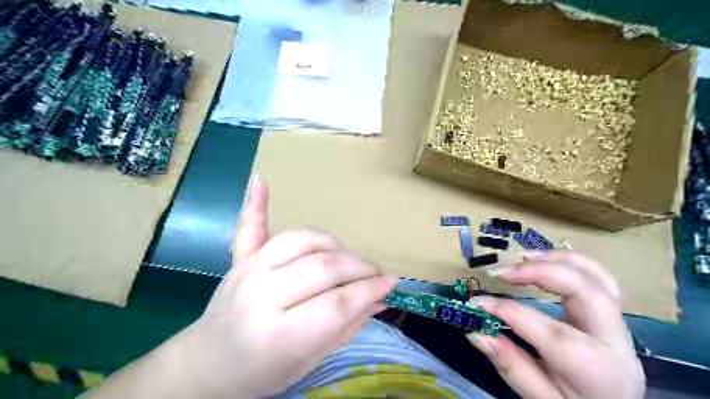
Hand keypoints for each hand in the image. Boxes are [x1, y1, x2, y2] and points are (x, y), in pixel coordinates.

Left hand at [182, 178, 395, 398]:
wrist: (207, 365)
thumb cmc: (263, 372)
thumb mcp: (311, 360)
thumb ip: (348, 325)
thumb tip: (382, 297)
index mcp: (279, 335)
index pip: (337, 303)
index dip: (369, 290)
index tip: (390, 283)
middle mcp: (262, 296)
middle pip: (323, 267)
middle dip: (358, 268)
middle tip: (374, 273)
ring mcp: (248, 271)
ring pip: (302, 241)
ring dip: (332, 245)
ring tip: (345, 258)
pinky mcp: (239, 260)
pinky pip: (249, 228)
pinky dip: (255, 204)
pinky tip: (260, 181)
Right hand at [471, 251, 647, 398]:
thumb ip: (511, 365)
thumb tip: (475, 332)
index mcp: (595, 370)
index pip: (550, 332)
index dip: (508, 311)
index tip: (477, 303)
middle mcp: (614, 341)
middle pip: (585, 291)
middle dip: (539, 273)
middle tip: (501, 272)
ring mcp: (618, 324)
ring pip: (597, 276)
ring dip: (556, 259)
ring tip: (521, 258)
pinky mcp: (612, 313)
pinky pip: (598, 277)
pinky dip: (569, 261)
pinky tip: (542, 260)